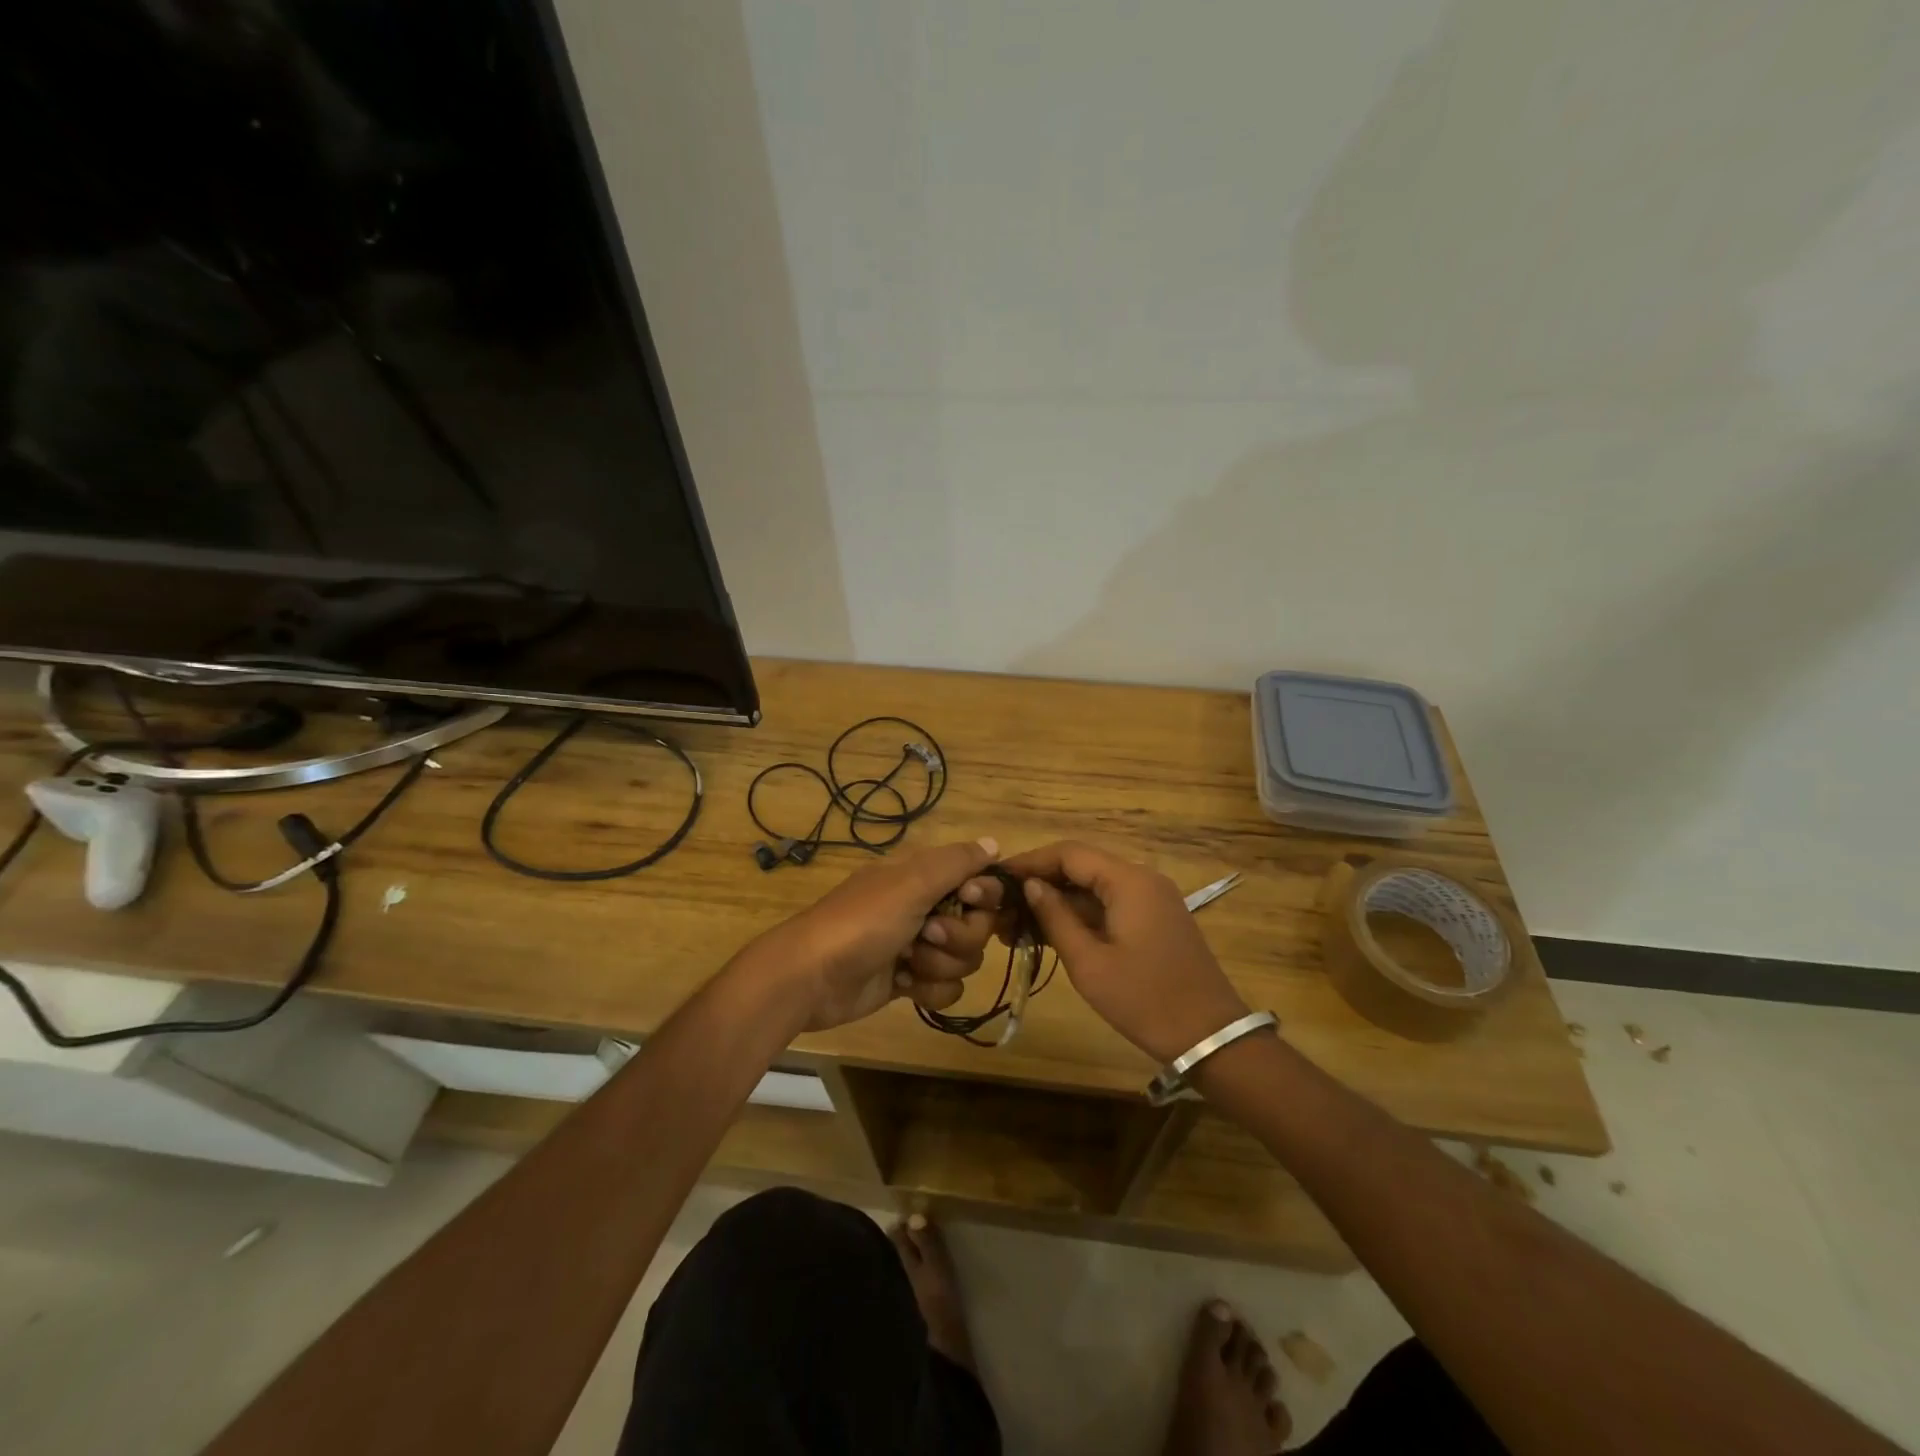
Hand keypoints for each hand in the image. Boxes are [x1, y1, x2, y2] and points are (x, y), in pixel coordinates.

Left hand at [741, 838, 1008, 1031]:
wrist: (812, 978)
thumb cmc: (862, 923)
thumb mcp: (911, 883)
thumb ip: (957, 862)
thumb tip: (995, 843)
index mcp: (923, 875)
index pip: (979, 880)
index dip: (982, 895)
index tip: (968, 899)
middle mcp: (925, 906)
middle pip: (977, 925)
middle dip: (957, 937)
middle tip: (926, 935)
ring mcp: (917, 945)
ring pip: (964, 959)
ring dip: (939, 965)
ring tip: (906, 962)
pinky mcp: (909, 980)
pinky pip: (946, 987)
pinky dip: (928, 990)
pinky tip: (904, 985)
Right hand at [998, 841, 1251, 1063]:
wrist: (1210, 1037)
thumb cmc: (1145, 1000)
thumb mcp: (1090, 962)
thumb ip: (1056, 918)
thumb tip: (1030, 886)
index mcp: (1128, 880)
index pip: (1069, 853)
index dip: (1030, 862)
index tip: (997, 878)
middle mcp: (1142, 879)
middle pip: (1081, 867)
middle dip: (1040, 884)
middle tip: (1001, 908)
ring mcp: (1151, 899)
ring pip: (1093, 888)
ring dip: (1057, 903)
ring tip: (1015, 926)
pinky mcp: (1154, 920)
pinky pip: (1109, 905)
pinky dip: (1079, 916)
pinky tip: (1047, 936)